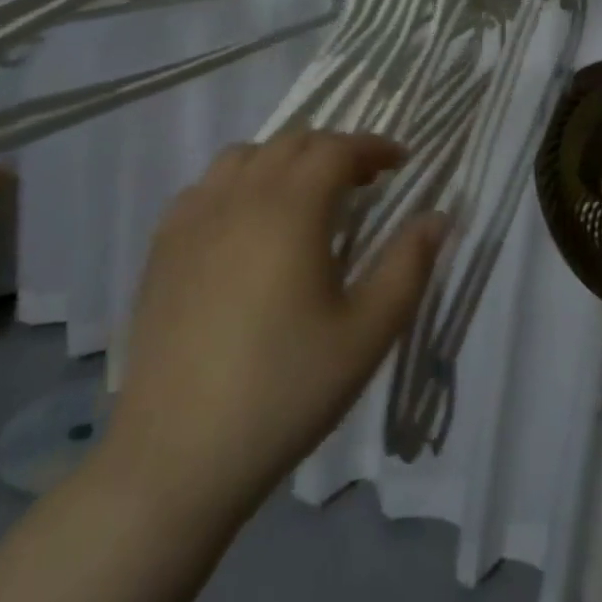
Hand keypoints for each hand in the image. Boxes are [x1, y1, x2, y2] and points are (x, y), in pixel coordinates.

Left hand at [96, 131, 443, 535]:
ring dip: (284, 160)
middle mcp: (239, 198)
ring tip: (306, 196)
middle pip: (292, 142)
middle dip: (335, 149)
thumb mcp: (368, 332)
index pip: (337, 148)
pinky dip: (238, 183)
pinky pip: (205, 187)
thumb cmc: (285, 390)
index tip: (401, 162)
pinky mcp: (162, 249)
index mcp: (290, 209)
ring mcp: (192, 221)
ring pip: (244, 156)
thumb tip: (438, 215)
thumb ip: (409, 265)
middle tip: (364, 181)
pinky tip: (247, 224)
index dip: (374, 146)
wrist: (176, 459)